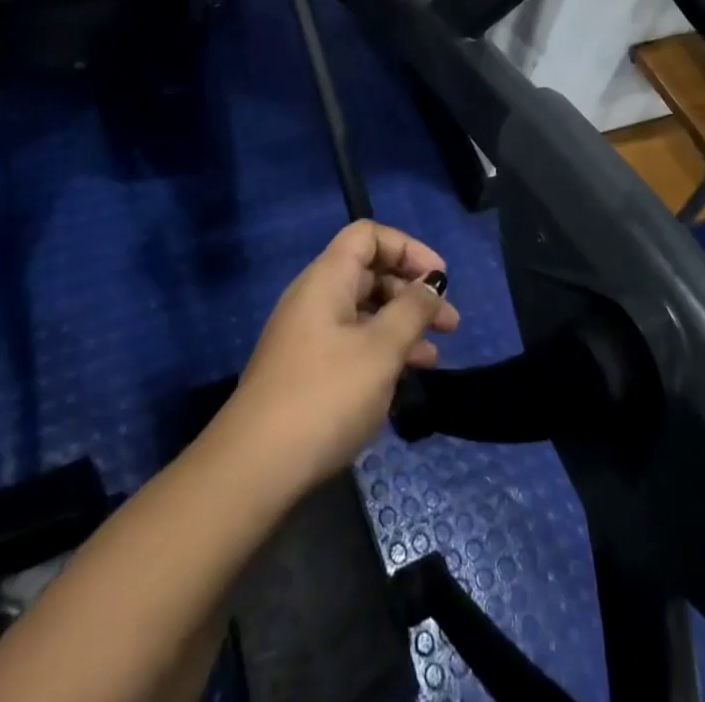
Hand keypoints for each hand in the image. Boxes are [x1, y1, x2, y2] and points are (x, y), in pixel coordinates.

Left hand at [225, 220, 460, 495]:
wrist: (254, 469)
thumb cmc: (325, 396)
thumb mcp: (380, 350)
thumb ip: (412, 311)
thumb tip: (432, 282)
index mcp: (327, 278)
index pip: (368, 235)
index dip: (408, 248)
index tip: (440, 278)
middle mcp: (315, 298)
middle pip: (369, 273)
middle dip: (412, 293)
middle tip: (450, 324)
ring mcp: (307, 336)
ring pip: (364, 313)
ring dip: (401, 326)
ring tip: (434, 358)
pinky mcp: (306, 371)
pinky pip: (352, 344)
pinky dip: (381, 352)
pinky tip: (404, 381)